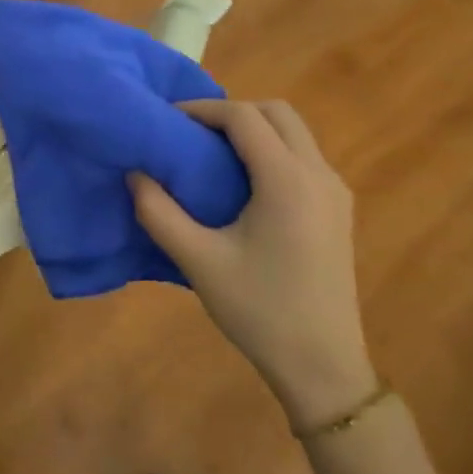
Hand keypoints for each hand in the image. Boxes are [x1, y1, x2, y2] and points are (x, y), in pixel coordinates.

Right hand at [129, 99, 377, 430]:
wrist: (321, 364)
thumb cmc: (258, 310)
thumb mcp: (197, 260)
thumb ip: (159, 212)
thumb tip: (134, 173)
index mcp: (287, 181)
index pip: (244, 117)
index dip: (202, 109)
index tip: (167, 120)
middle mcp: (319, 175)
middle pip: (277, 113)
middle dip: (232, 112)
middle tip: (190, 134)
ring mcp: (335, 192)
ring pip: (295, 134)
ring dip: (254, 130)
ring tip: (210, 156)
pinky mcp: (338, 211)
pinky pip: (303, 159)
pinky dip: (271, 151)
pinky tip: (242, 185)